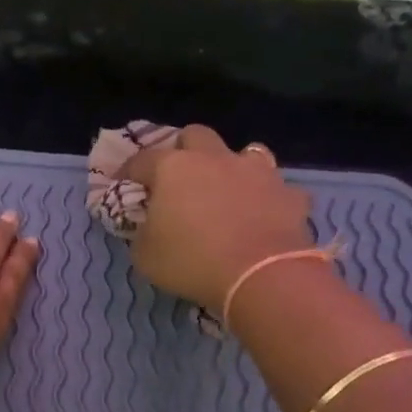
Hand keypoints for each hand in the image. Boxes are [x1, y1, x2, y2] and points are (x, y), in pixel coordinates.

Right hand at [122, 125, 312, 309]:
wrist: (260, 276)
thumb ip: (141, 233)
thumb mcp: (145, 256)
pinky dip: (269, 199)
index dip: (128, 171)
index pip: (141, 159)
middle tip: (179, 177)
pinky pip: (277, 189)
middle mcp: (214, 158)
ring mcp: (256, 171)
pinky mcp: (288, 193)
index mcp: (173, 168)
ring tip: (229, 191)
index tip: (122, 184)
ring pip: (245, 152)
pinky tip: (265, 216)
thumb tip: (146, 225)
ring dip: (233, 167)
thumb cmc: (192, 262)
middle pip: (195, 135)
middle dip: (184, 150)